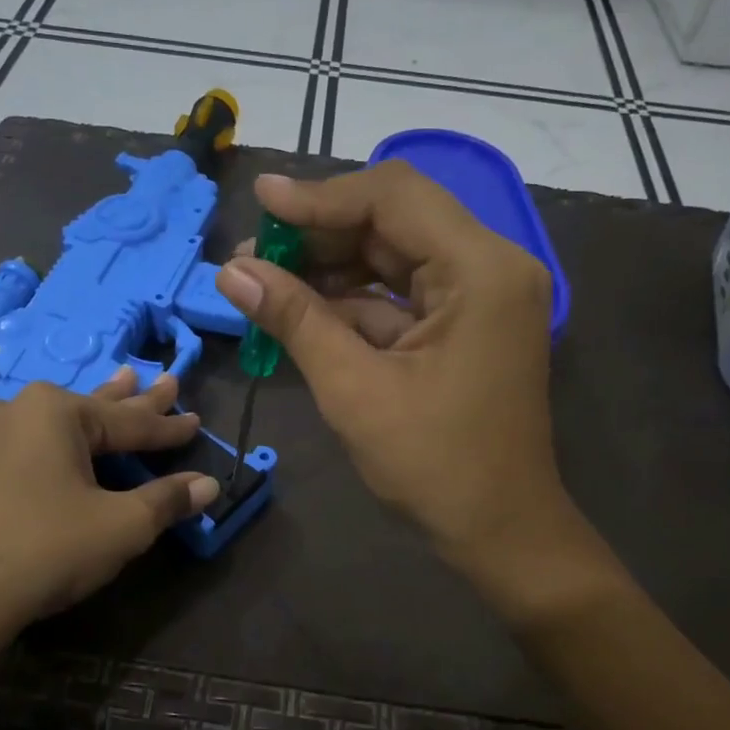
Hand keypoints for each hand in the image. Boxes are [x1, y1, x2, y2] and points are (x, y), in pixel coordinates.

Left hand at [0, 370, 218, 636]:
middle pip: (94, 409)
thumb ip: (167, 500)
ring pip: (58, 423)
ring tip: (122, 382)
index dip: (170, 427)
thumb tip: (208, 485)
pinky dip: (58, 440)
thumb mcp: (122, 526)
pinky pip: (29, 443)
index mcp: (56, 412)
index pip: (131, 422)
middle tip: (166, 381)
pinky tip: (55, 433)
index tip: (199, 420)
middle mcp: (18, 410)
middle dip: (135, 400)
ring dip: (95, 412)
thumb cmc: (48, 549)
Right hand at [214, 163, 612, 600]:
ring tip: (263, 281)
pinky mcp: (466, 327)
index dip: (320, 196)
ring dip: (331, 269)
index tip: (258, 203)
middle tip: (251, 253)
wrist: (499, 532)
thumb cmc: (434, 466)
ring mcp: (481, 298)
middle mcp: (490, 267)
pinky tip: (300, 312)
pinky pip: (401, 297)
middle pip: (395, 222)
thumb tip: (231, 272)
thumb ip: (295, 320)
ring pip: (394, 258)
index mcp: (480, 269)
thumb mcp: (355, 390)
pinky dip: (353, 303)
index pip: (393, 198)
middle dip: (320, 234)